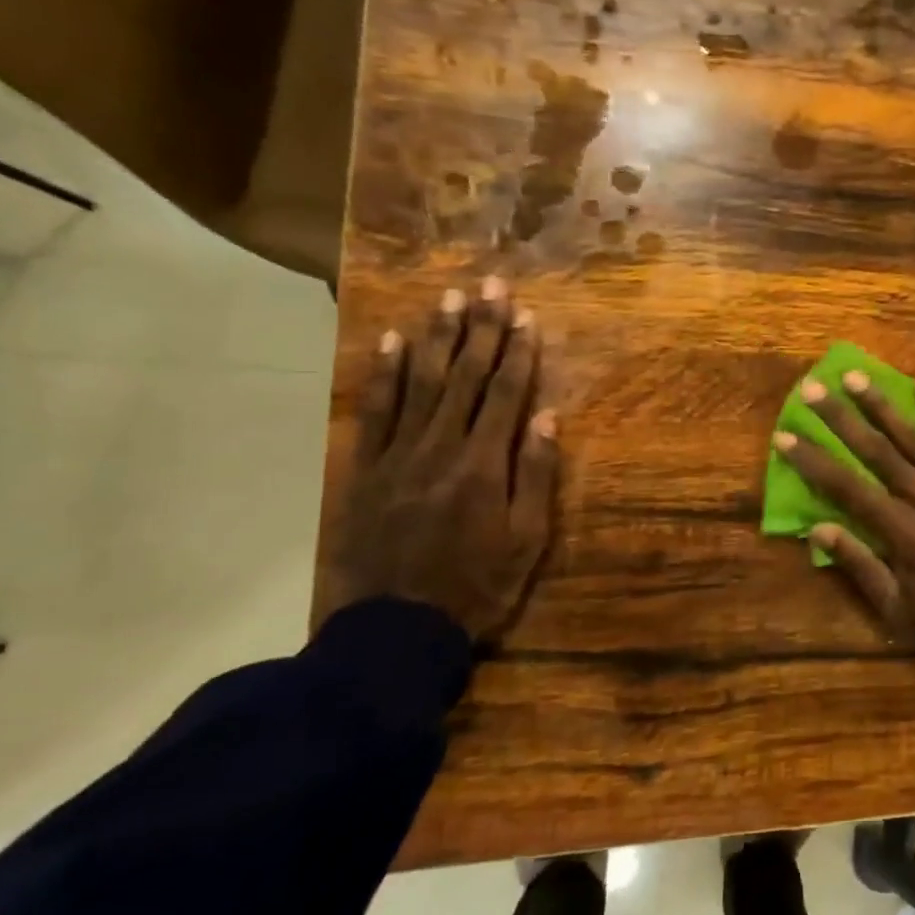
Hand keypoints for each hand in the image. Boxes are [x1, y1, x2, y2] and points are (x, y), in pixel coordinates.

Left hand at [326, 277, 559, 642]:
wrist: (394, 629)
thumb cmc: (475, 587)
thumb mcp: (526, 541)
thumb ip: (536, 476)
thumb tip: (547, 418)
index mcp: (484, 464)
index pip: (507, 394)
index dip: (519, 352)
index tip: (527, 315)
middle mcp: (441, 446)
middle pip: (466, 377)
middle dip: (483, 329)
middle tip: (491, 286)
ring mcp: (398, 454)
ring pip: (421, 383)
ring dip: (438, 338)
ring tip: (449, 299)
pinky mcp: (366, 468)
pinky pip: (375, 411)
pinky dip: (384, 374)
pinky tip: (390, 341)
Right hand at [772, 372, 914, 695]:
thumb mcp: (897, 612)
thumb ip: (859, 566)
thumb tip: (817, 529)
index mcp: (900, 531)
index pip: (845, 486)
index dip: (813, 460)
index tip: (786, 435)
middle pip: (876, 450)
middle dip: (840, 418)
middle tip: (813, 388)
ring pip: (914, 438)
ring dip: (882, 405)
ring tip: (856, 376)